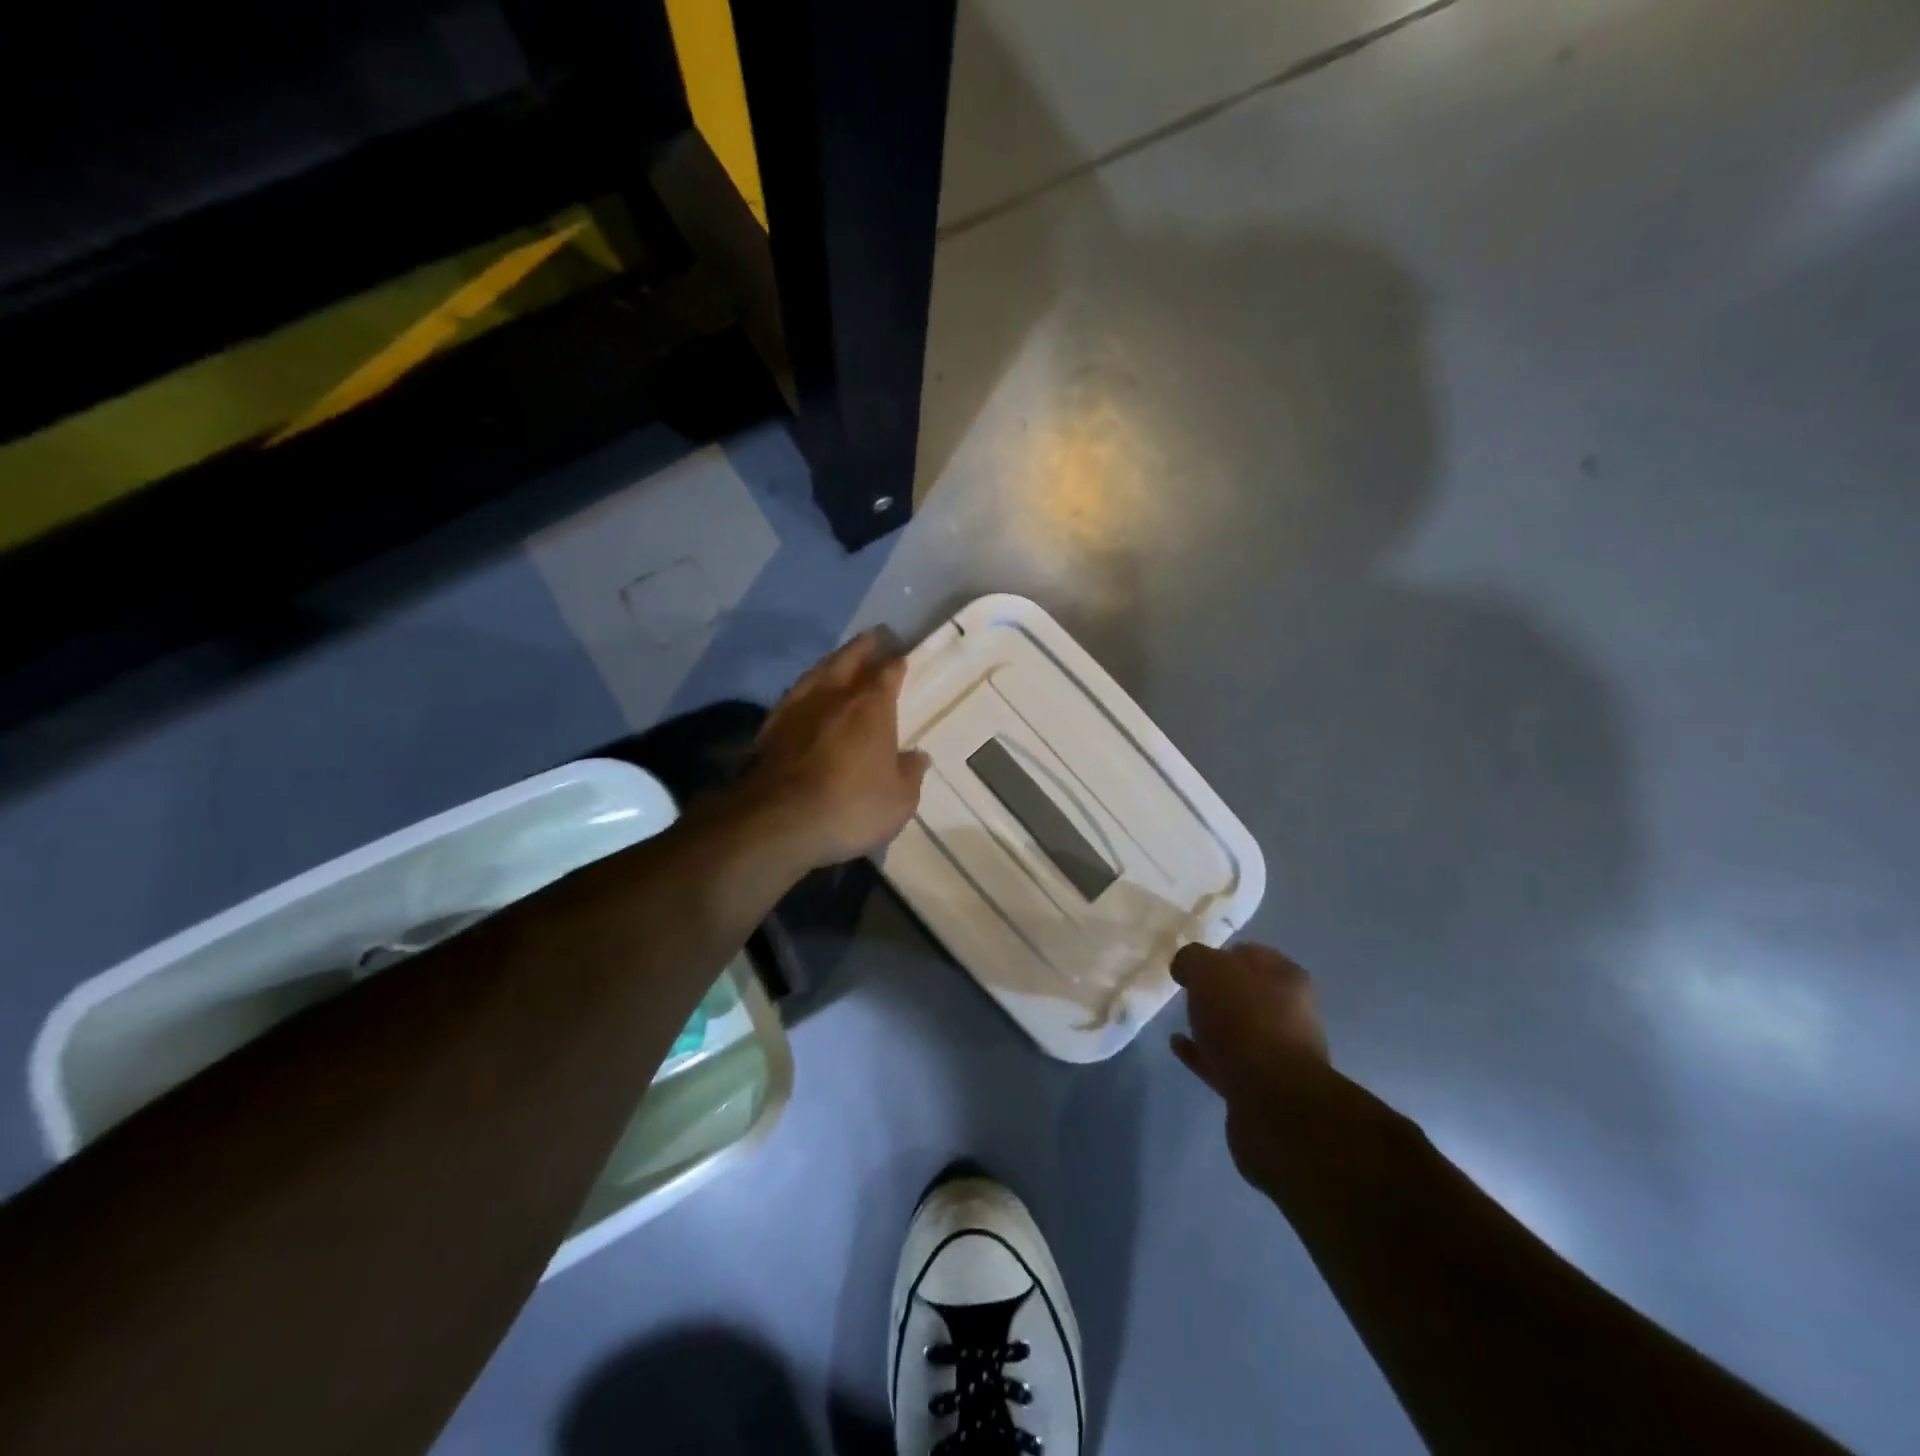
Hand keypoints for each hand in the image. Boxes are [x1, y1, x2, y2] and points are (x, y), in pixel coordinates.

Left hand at [744, 632, 930, 869]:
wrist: (778, 822)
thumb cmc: (851, 807)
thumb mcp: (899, 801)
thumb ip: (909, 774)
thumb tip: (917, 757)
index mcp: (871, 706)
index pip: (888, 672)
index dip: (897, 662)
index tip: (901, 656)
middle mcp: (834, 696)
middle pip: (849, 659)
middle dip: (863, 647)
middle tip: (874, 636)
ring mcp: (797, 708)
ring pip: (817, 672)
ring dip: (832, 662)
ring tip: (840, 660)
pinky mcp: (769, 727)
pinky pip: (793, 696)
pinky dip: (805, 689)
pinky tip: (805, 696)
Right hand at [1171, 942, 1330, 1186]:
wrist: (1272, 1101)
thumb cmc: (1244, 1020)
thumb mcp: (1208, 970)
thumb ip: (1193, 959)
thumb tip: (1186, 967)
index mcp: (1286, 978)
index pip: (1251, 955)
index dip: (1221, 954)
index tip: (1192, 963)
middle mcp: (1290, 1013)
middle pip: (1247, 994)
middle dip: (1219, 991)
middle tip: (1186, 990)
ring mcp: (1278, 1054)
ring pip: (1238, 1029)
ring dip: (1211, 1024)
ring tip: (1179, 1018)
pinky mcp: (1260, 1088)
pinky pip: (1224, 1061)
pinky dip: (1201, 1052)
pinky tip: (1178, 1045)